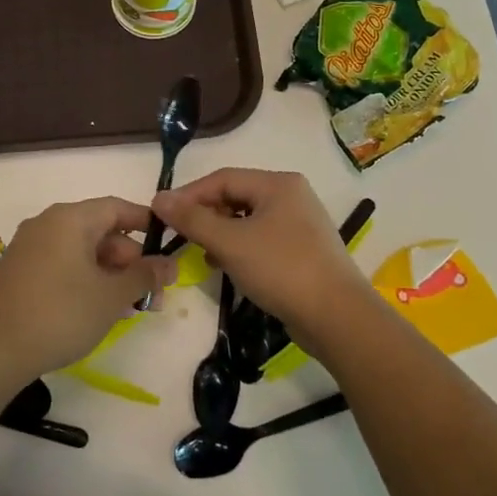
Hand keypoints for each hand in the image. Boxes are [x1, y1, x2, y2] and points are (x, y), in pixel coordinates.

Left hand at [0, 197, 173, 381]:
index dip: (146, 223)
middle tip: (152, 293)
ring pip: (82, 251)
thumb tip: (170, 264)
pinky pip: (63, 263)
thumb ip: (144, 276)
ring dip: (110, 274)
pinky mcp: (20, 270)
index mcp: (70, 218)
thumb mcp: (111, 296)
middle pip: (100, 231)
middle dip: (130, 260)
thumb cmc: (61, 314)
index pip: (117, 208)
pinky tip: (99, 309)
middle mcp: (48, 223)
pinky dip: (86, 279)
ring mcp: (30, 246)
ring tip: (131, 307)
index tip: (168, 245)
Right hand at [151, 169, 372, 351]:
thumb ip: (193, 219)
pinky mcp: (303, 249)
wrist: (337, 317)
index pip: (223, 179)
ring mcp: (300, 223)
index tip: (162, 215)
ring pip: (248, 219)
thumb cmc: (281, 269)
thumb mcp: (230, 243)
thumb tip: (159, 198)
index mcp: (278, 184)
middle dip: (206, 215)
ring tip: (204, 254)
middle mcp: (291, 196)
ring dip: (221, 234)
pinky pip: (262, 238)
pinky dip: (241, 248)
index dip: (189, 195)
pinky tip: (229, 267)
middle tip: (182, 237)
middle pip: (236, 196)